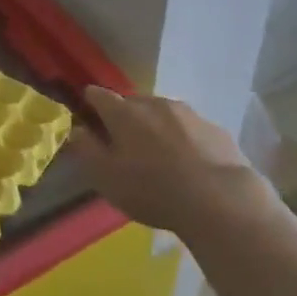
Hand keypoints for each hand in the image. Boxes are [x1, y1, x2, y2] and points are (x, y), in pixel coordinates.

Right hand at [69, 86, 278, 236]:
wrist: (219, 200)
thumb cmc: (152, 190)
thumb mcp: (106, 178)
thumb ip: (86, 150)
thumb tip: (76, 130)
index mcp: (124, 113)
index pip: (99, 95)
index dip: (90, 103)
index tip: (87, 115)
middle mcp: (155, 103)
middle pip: (133, 102)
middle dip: (125, 117)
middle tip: (124, 142)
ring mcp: (189, 114)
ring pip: (163, 113)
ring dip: (156, 126)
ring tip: (159, 154)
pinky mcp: (215, 129)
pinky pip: (190, 128)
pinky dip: (184, 139)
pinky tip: (189, 163)